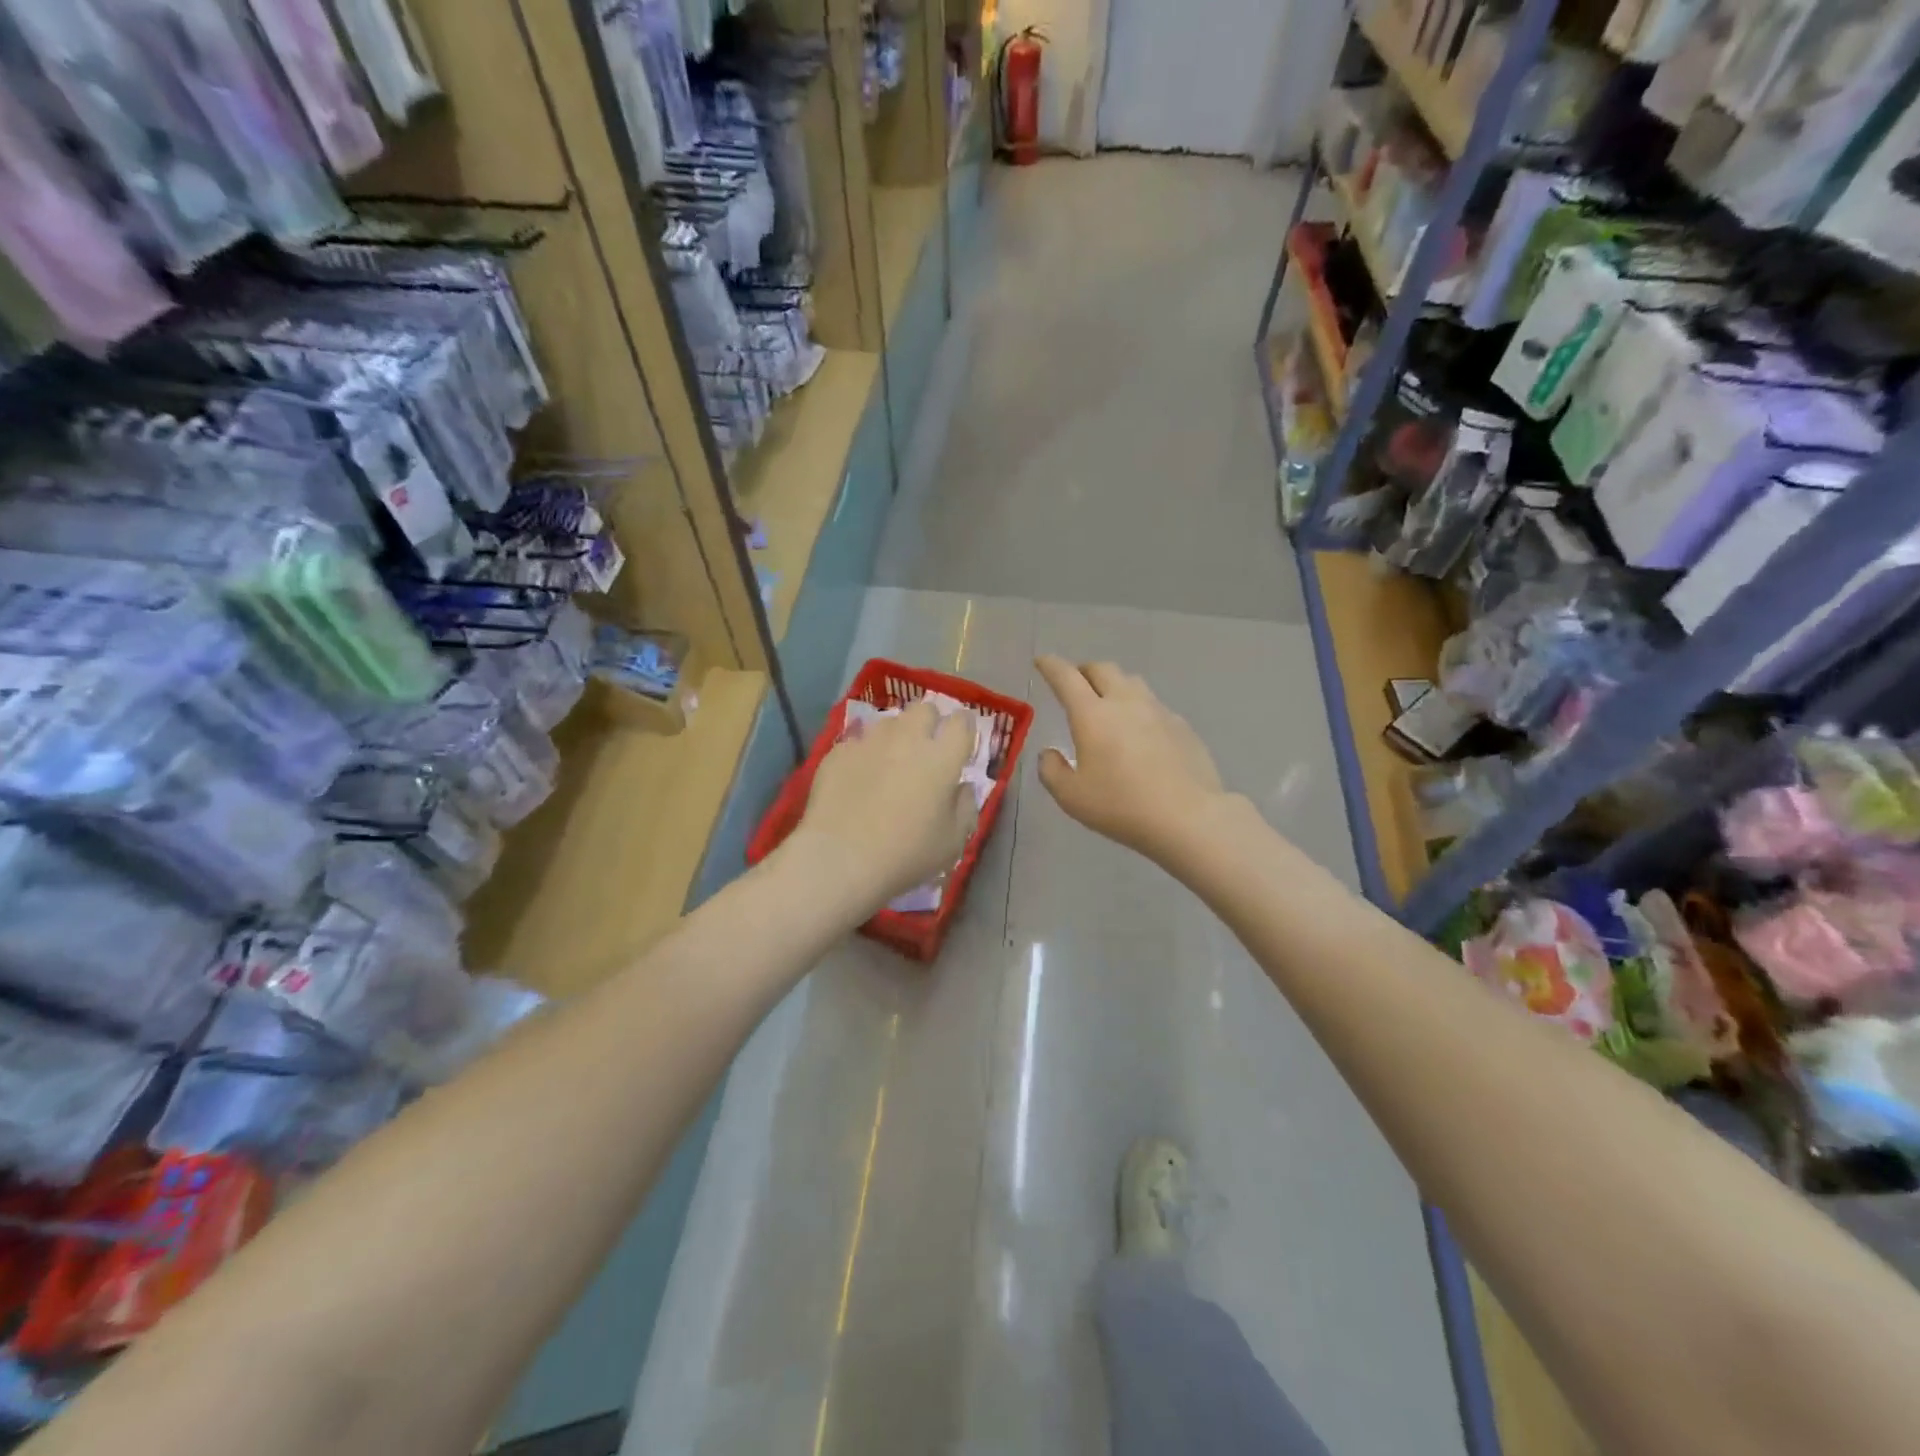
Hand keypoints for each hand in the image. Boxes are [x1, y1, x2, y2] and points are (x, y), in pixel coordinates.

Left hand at [788, 699, 980, 913]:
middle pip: (924, 708)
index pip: (961, 722)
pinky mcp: (838, 752)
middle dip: (929, 722)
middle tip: (926, 748)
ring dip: (896, 735)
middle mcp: (907, 738)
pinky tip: (858, 778)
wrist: (839, 858)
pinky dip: (863, 754)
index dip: (964, 727)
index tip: (962, 741)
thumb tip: (962, 787)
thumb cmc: (905, 854)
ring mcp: (869, 742)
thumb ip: (965, 808)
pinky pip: (857, 742)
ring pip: (889, 722)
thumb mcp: (952, 842)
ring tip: (890, 761)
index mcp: (942, 758)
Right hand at [1034, 656, 1225, 861]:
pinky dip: (1139, 709)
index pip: (1066, 677)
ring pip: (1132, 682)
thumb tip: (1050, 753)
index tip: (1042, 661)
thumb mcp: (1071, 797)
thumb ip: (1052, 770)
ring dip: (1114, 685)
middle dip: (1084, 671)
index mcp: (1092, 715)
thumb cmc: (1121, 806)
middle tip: (1075, 685)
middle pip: (1102, 669)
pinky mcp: (1182, 725)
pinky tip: (1141, 734)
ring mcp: (1158, 711)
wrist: (1188, 817)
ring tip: (1108, 704)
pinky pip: (1154, 706)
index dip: (1050, 665)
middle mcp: (1125, 702)